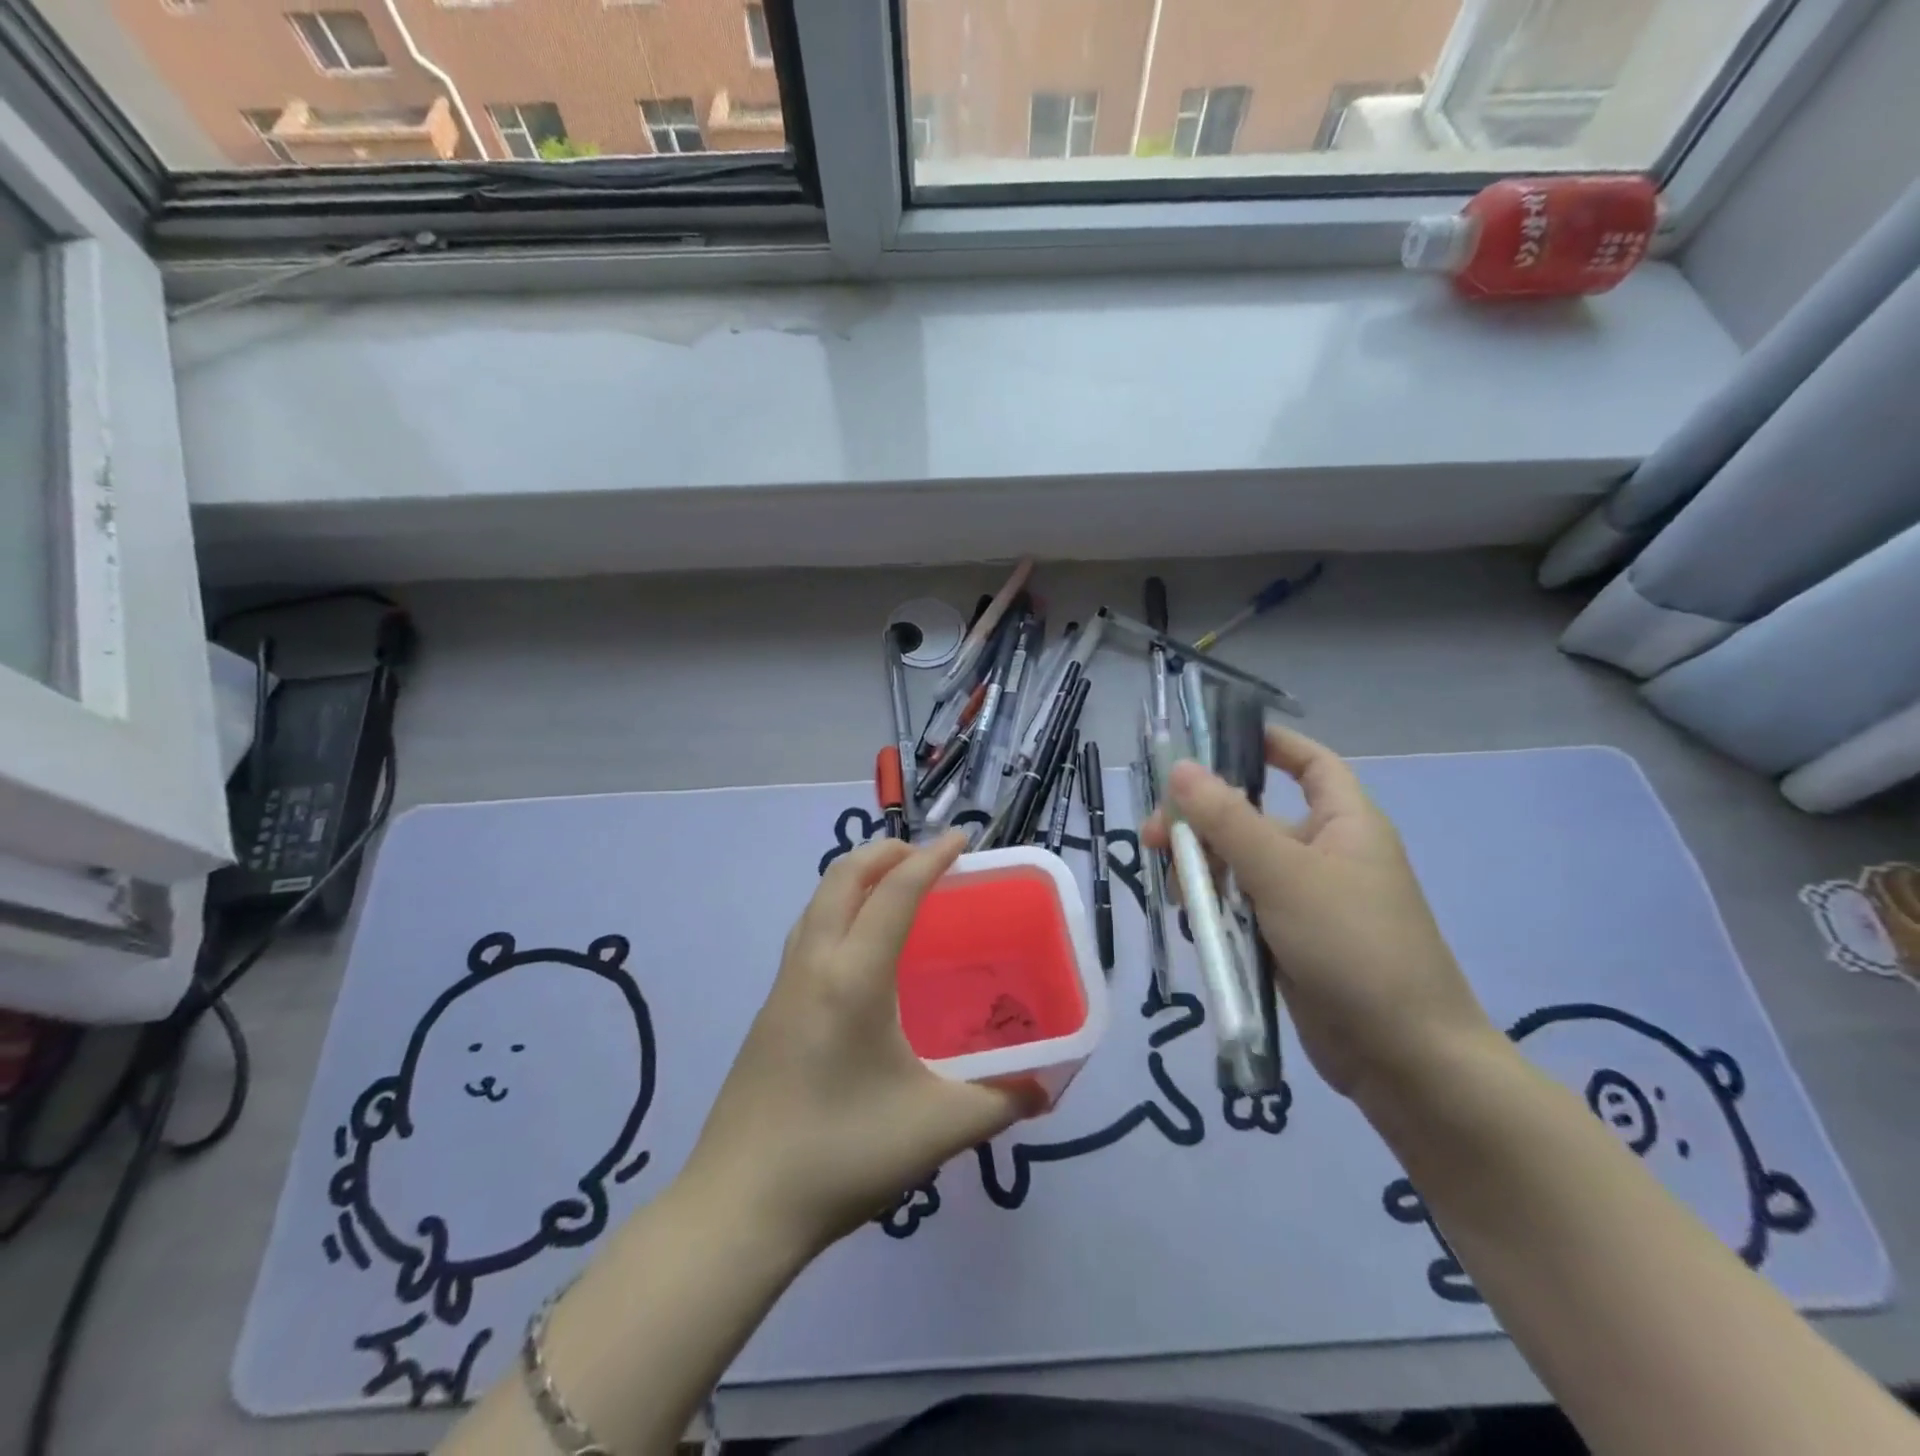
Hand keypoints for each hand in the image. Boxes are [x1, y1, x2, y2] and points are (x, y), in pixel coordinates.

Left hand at [683, 831, 1034, 1254]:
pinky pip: (806, 933)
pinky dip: (836, 910)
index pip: (896, 893)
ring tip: (893, 889)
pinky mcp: (768, 1011)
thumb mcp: (936, 1130)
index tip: (962, 839)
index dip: (931, 858)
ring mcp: (782, 986)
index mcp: (854, 977)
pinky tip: (857, 950)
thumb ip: (999, 1102)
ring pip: (817, 902)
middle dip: (885, 853)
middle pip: (842, 877)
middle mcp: (813, 965)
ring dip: (855, 877)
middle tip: (926, 856)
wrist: (738, 1207)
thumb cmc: (842, 1156)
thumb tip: (1043, 1088)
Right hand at [1143, 727, 1502, 1110]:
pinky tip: (1193, 919)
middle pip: (1254, 817)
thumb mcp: (1284, 874)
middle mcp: (1326, 853)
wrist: (1405, 1059)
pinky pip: (1243, 907)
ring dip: (1204, 869)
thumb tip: (1179, 767)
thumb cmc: (1353, 946)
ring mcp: (1307, 899)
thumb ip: (1228, 820)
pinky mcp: (1290, 939)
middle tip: (1156, 837)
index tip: (1212, 741)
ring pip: (1241, 865)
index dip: (1269, 744)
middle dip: (1204, 821)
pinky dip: (1216, 908)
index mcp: (1344, 822)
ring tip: (1176, 889)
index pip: (1309, 763)